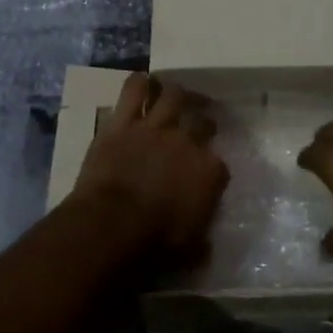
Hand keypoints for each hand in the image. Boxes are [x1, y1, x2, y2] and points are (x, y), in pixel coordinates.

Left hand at [70, 73, 227, 256]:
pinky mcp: (123, 122)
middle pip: (202, 120)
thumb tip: (206, 244)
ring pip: (173, 96)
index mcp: (209, 172)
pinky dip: (139, 83)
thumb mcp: (189, 251)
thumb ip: (202, 240)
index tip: (208, 172)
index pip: (219, 164)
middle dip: (204, 119)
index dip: (213, 167)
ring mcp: (155, 127)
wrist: (113, 224)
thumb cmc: (154, 243)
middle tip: (200, 120)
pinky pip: (133, 91)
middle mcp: (187, 142)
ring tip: (176, 93)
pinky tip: (143, 81)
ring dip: (176, 93)